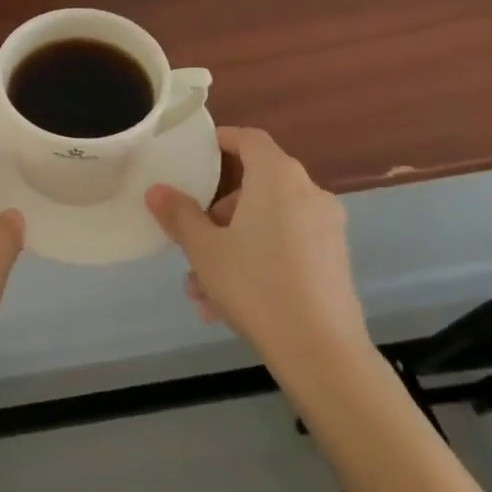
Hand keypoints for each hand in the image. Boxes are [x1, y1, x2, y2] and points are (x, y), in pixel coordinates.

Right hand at [146, 127, 368, 388]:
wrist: (322, 351)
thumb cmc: (256, 285)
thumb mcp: (204, 250)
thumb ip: (179, 215)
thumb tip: (157, 190)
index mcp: (278, 178)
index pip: (250, 139)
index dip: (224, 139)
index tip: (200, 151)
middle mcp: (308, 193)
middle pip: (256, 186)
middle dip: (218, 213)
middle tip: (193, 240)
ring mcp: (326, 228)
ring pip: (268, 223)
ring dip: (232, 245)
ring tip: (202, 289)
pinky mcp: (334, 260)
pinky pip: (286, 246)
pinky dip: (258, 260)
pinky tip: (229, 304)